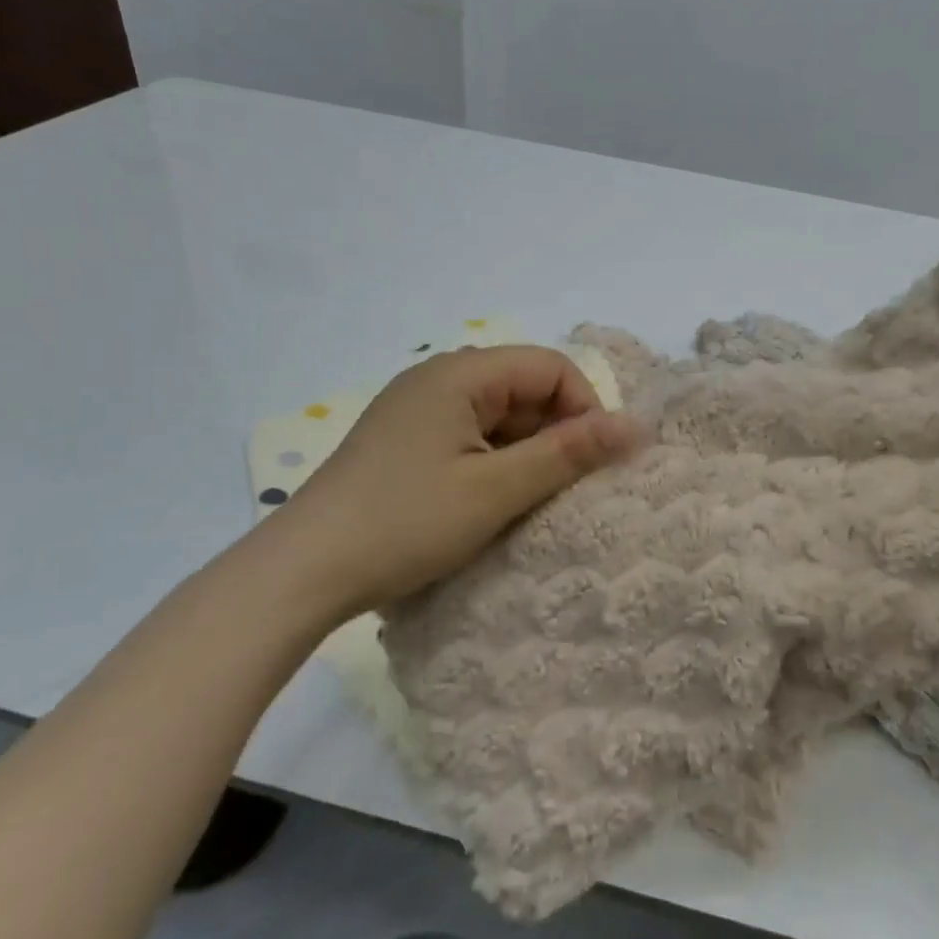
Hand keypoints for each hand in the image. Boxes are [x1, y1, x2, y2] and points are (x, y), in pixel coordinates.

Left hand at [266, 347, 638, 621]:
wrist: (302, 572)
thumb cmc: (405, 523)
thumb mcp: (496, 490)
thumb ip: (568, 453)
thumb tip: (636, 426)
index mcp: (461, 374)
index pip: (551, 367)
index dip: (584, 408)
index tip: (592, 463)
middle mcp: (438, 378)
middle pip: (524, 387)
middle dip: (555, 432)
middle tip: (563, 489)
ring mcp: (417, 409)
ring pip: (499, 415)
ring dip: (525, 451)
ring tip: (528, 501)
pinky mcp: (404, 440)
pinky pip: (469, 435)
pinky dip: (493, 462)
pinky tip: (490, 501)